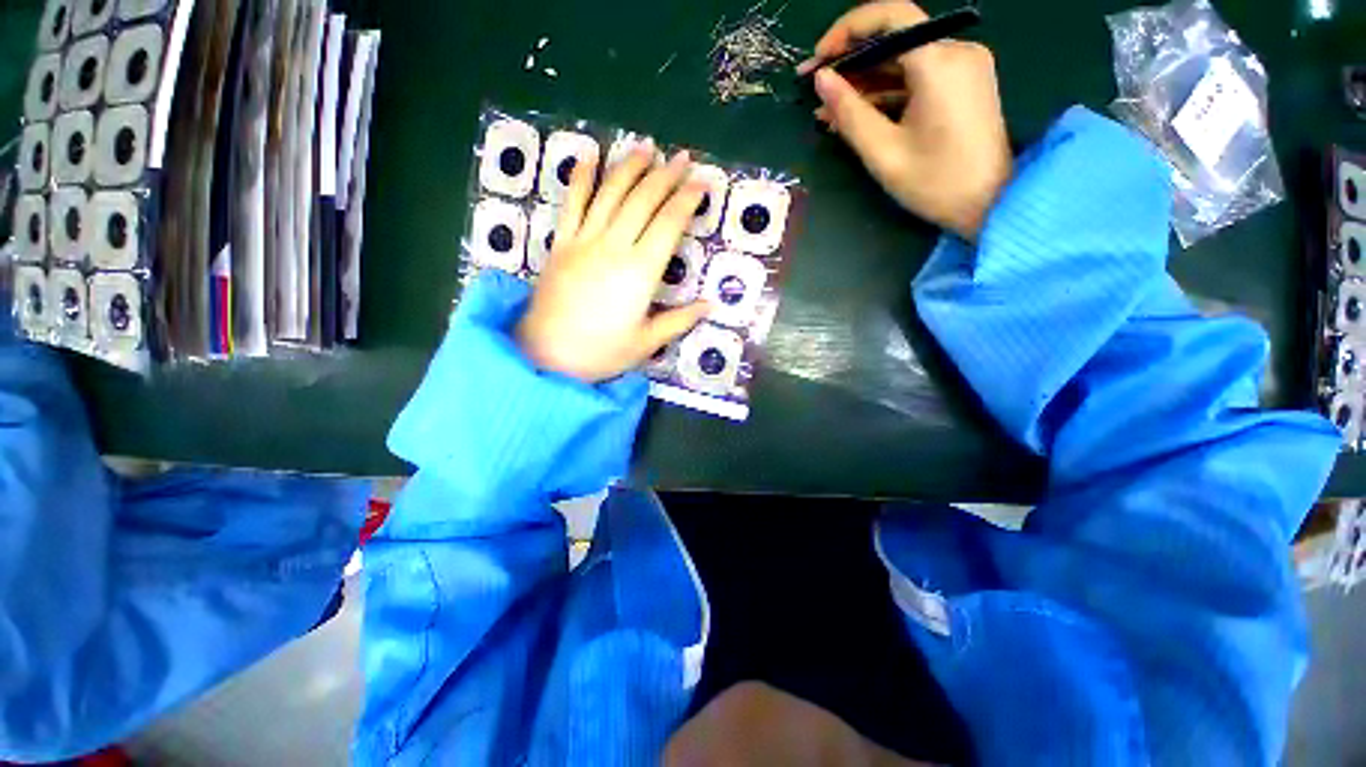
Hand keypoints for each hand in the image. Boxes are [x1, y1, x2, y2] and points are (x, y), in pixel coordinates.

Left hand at [516, 145, 710, 382]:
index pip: (669, 224)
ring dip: (630, 167)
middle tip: (682, 157)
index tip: (702, 182)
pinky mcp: (561, 244)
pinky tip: (589, 156)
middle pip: (643, 200)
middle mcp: (614, 247)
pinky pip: (571, 204)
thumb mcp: (647, 342)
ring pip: (610, 194)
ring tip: (646, 148)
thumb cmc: (601, 352)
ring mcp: (584, 241)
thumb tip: (712, 305)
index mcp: (641, 272)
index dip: (687, 200)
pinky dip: (581, 178)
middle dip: (666, 176)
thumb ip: (680, 320)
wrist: (546, 355)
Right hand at [798, 0, 1012, 240]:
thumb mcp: (883, 152)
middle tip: (813, 87)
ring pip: (903, 62)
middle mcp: (956, 52)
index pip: (890, 17)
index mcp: (939, 63)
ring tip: (827, 111)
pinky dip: (886, 93)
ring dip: (864, 83)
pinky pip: (916, 78)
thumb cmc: (935, 183)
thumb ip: (849, 112)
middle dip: (850, 62)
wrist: (989, 204)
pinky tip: (857, 113)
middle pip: (894, 40)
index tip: (818, 59)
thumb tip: (821, 79)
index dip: (847, 30)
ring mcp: (962, 67)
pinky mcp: (962, 85)